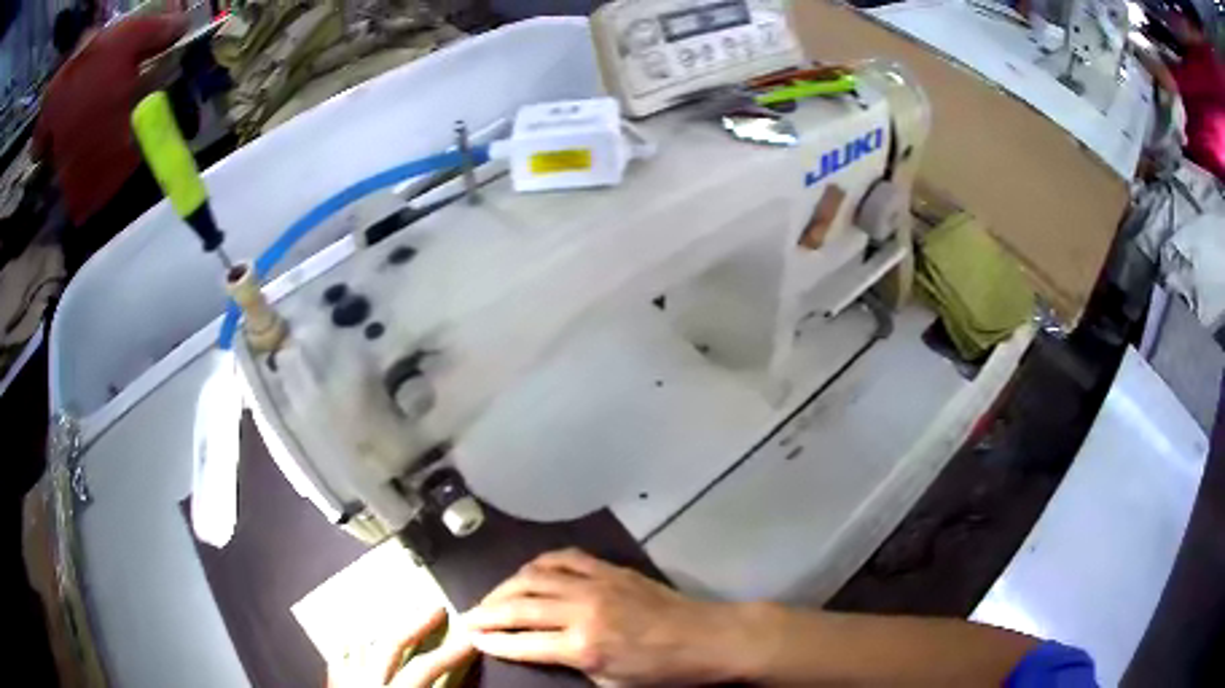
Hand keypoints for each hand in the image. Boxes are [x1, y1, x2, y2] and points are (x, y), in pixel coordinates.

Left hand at [327, 606, 474, 687]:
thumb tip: (458, 686)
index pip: (425, 669)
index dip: (451, 653)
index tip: (470, 641)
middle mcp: (364, 685)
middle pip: (389, 645)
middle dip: (415, 625)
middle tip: (435, 609)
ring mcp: (345, 684)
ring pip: (359, 646)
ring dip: (380, 630)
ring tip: (395, 616)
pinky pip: (336, 661)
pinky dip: (348, 649)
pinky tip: (352, 639)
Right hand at [464, 549, 749, 686]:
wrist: (707, 637)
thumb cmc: (662, 671)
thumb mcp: (611, 683)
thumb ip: (571, 664)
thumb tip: (541, 650)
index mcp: (582, 646)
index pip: (521, 642)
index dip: (491, 641)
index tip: (471, 638)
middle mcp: (581, 610)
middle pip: (518, 605)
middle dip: (487, 612)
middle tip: (468, 617)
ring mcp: (595, 583)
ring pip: (534, 576)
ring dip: (505, 586)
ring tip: (490, 597)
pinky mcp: (609, 569)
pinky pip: (564, 557)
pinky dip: (539, 563)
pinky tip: (528, 572)